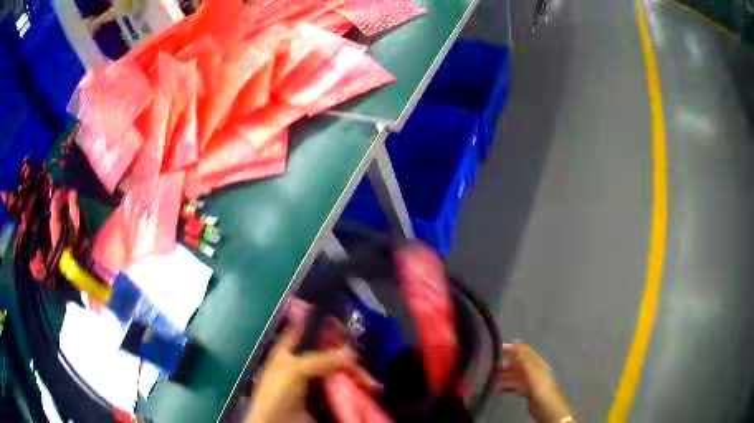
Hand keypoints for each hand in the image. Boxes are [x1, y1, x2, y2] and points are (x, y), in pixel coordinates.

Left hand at [245, 301, 380, 422]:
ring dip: (356, 373)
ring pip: (340, 370)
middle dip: (346, 353)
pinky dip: (357, 387)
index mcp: (288, 353)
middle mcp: (303, 365)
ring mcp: (317, 382)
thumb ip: (320, 359)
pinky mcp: (328, 398)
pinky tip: (369, 388)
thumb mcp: (293, 371)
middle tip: (360, 360)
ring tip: (370, 384)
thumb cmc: (278, 394)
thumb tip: (349, 353)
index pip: (303, 330)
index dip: (318, 322)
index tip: (340, 319)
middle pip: (329, 352)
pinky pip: (345, 388)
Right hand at [497, 343, 573, 422]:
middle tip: (491, 364)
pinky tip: (499, 387)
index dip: (512, 347)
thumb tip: (515, 345)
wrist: (549, 411)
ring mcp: (532, 381)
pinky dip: (507, 384)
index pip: (524, 351)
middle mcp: (535, 370)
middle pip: (519, 362)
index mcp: (538, 363)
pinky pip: (516, 385)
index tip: (496, 348)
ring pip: (517, 374)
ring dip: (505, 373)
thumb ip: (525, 361)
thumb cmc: (543, 390)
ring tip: (492, 376)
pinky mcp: (528, 392)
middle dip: (506, 361)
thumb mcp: (534, 374)